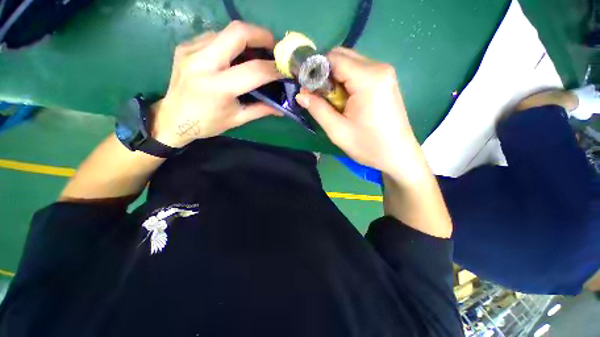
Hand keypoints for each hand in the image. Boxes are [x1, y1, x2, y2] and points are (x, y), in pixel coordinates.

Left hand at [152, 21, 282, 147]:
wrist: (172, 118)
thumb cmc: (207, 123)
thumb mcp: (237, 119)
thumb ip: (261, 110)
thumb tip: (282, 107)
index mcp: (218, 87)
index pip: (254, 70)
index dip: (274, 68)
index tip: (285, 69)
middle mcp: (202, 63)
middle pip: (237, 32)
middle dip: (262, 35)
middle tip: (273, 47)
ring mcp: (191, 50)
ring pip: (226, 31)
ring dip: (246, 39)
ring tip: (256, 53)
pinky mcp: (185, 46)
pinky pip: (214, 36)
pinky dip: (230, 43)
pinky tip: (234, 56)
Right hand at [295, 47, 419, 176]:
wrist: (397, 155)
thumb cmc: (368, 146)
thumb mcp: (338, 131)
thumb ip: (318, 109)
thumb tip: (300, 95)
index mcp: (368, 79)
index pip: (334, 58)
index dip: (316, 70)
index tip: (307, 88)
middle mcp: (379, 68)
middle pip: (342, 57)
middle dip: (325, 74)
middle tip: (320, 98)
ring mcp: (385, 73)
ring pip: (350, 64)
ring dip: (336, 80)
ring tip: (333, 103)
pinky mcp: (386, 81)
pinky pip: (359, 72)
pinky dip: (347, 82)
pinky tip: (346, 101)